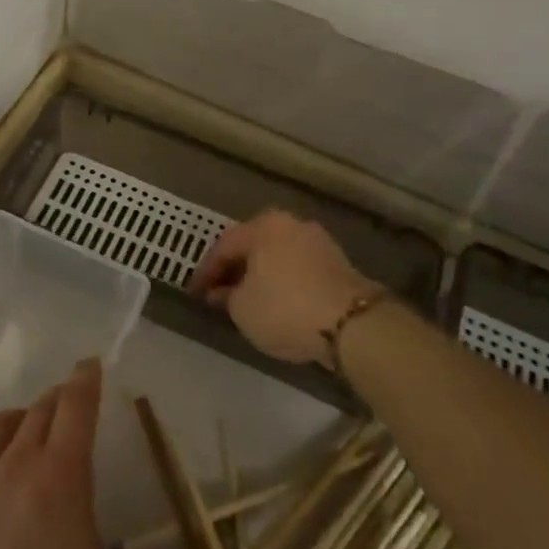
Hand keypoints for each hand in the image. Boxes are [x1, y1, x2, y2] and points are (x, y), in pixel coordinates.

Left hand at [0, 360, 112, 548]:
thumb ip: (87, 532)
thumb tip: (73, 519)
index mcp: (60, 479)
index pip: (75, 409)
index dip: (85, 381)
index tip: (90, 366)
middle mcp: (13, 466)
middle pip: (37, 412)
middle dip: (57, 401)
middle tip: (67, 404)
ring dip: (15, 419)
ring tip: (23, 430)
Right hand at [189, 211, 376, 366]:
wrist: (353, 324)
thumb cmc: (285, 308)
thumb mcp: (242, 308)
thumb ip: (226, 296)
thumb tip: (222, 292)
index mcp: (263, 226)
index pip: (224, 246)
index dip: (206, 272)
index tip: (194, 293)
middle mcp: (291, 224)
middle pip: (253, 247)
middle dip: (235, 270)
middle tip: (220, 293)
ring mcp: (319, 242)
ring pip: (277, 257)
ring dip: (261, 276)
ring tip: (248, 301)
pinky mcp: (339, 263)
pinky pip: (298, 269)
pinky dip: (284, 282)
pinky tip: (278, 303)